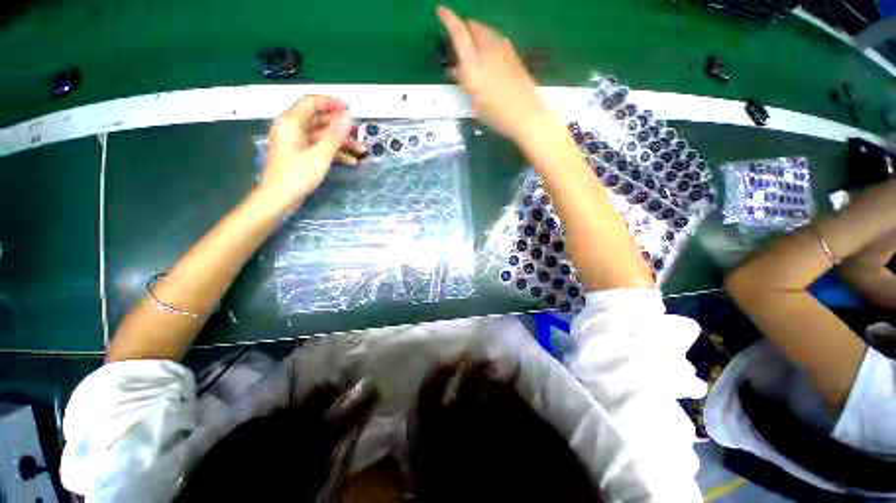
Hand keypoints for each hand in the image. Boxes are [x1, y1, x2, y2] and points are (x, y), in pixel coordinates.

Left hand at [258, 95, 365, 211]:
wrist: (279, 198)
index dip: (332, 103)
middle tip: (359, 134)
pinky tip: (351, 161)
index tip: (350, 110)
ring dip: (342, 142)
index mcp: (292, 122)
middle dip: (341, 127)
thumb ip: (334, 134)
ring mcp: (297, 142)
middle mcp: (293, 128)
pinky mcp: (301, 154)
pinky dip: (335, 152)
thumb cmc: (298, 174)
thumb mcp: (320, 154)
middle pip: (320, 120)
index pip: (312, 102)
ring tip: (361, 150)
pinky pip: (320, 147)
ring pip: (323, 136)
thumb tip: (347, 116)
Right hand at [437, 6, 550, 139]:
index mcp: (474, 62)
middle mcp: (488, 49)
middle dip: (465, 30)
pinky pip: (496, 40)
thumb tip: (457, 70)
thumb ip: (465, 81)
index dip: (449, 19)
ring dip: (477, 36)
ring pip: (486, 31)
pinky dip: (488, 42)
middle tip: (460, 44)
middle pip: (474, 26)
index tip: (441, 10)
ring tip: (474, 52)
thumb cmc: (495, 114)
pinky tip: (489, 58)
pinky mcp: (514, 54)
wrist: (525, 114)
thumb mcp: (474, 101)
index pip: (459, 32)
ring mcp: (503, 49)